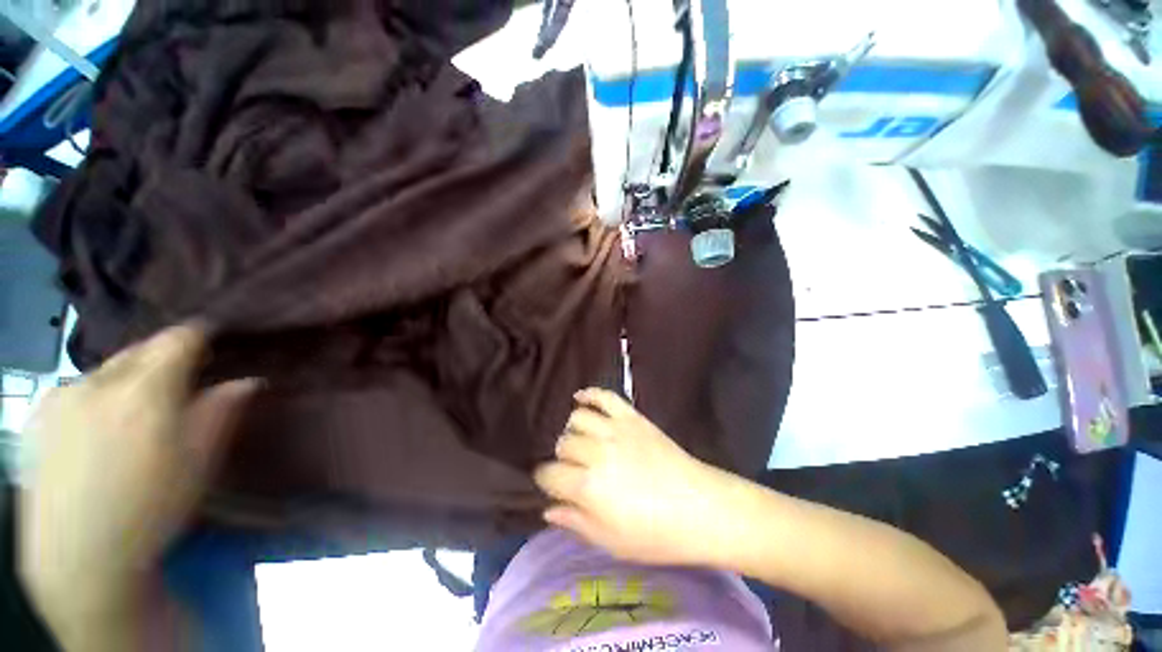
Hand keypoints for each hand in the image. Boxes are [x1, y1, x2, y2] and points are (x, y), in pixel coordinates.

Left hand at [18, 326, 256, 645]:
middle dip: (162, 358)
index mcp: (144, 390)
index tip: (213, 339)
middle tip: (179, 383)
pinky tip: (97, 431)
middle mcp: (98, 381)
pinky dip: (95, 397)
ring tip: (135, 413)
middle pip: (139, 349)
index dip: (200, 334)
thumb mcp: (199, 461)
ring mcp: (60, 396)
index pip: (178, 338)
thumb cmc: (151, 508)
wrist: (77, 557)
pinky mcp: (37, 416)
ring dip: (127, 380)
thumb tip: (246, 380)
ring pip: (105, 370)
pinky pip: (75, 389)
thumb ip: (221, 411)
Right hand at [534, 389, 738, 566]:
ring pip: (578, 419)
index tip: (551, 485)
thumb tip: (548, 509)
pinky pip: (605, 396)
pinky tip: (579, 397)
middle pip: (563, 444)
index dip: (546, 480)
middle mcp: (596, 452)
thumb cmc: (656, 534)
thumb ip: (575, 522)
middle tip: (572, 468)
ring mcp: (615, 430)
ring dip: (573, 430)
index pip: (550, 474)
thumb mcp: (610, 542)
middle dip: (562, 458)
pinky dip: (589, 394)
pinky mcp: (632, 417)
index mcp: (588, 487)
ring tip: (580, 440)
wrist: (700, 508)